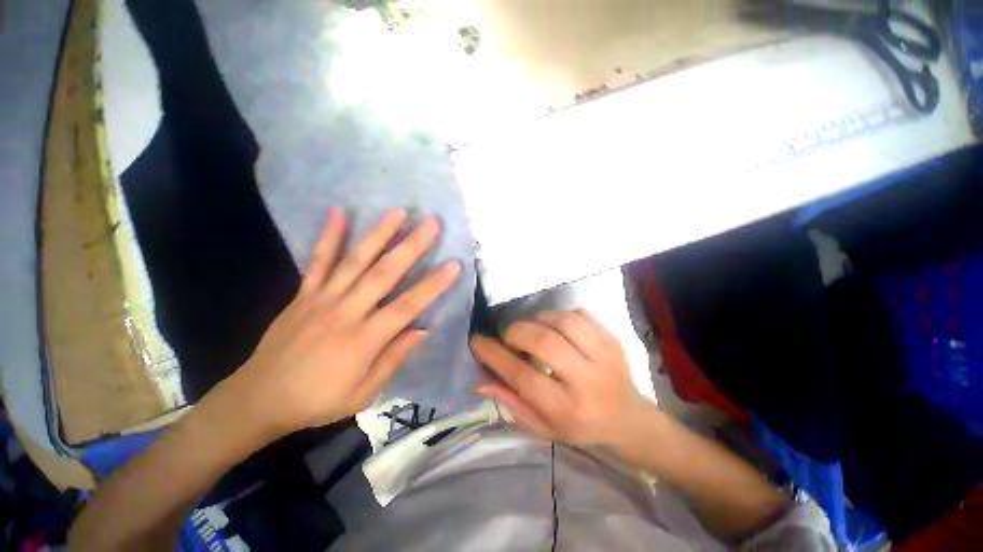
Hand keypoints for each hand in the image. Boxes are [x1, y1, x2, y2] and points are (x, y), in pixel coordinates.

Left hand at [230, 207, 459, 438]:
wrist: (259, 399)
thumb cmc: (317, 401)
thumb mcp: (364, 394)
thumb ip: (394, 359)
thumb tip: (423, 330)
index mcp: (364, 339)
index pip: (407, 306)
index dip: (433, 285)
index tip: (454, 264)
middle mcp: (346, 312)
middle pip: (384, 273)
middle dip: (411, 246)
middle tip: (430, 224)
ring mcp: (322, 299)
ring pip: (355, 260)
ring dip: (378, 234)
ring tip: (398, 212)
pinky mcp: (304, 294)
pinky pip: (318, 261)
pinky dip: (329, 236)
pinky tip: (339, 212)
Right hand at [471, 310, 650, 447]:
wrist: (628, 418)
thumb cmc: (580, 426)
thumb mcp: (543, 427)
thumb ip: (512, 403)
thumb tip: (480, 381)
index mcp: (568, 410)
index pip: (523, 377)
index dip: (495, 356)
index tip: (477, 342)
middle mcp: (588, 381)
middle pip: (544, 343)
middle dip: (516, 333)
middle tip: (508, 336)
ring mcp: (605, 356)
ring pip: (563, 322)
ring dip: (538, 320)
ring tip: (531, 329)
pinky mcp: (612, 339)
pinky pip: (579, 314)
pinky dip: (558, 315)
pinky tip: (554, 327)